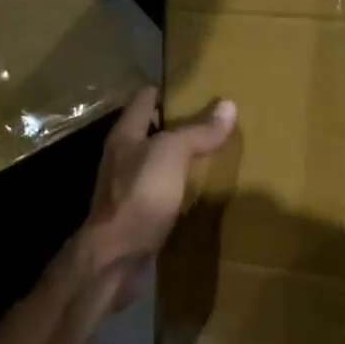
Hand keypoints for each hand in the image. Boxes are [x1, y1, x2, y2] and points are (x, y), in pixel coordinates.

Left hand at [81, 87, 236, 310]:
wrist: (116, 257)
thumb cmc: (140, 196)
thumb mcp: (171, 155)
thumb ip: (197, 132)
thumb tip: (228, 105)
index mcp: (125, 137)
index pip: (143, 102)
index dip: (163, 91)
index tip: (189, 87)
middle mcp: (122, 159)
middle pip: (147, 133)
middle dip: (172, 125)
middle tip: (207, 118)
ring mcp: (127, 190)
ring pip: (154, 164)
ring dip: (175, 158)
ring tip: (206, 152)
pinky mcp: (137, 217)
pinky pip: (160, 193)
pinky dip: (177, 188)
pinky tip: (195, 192)